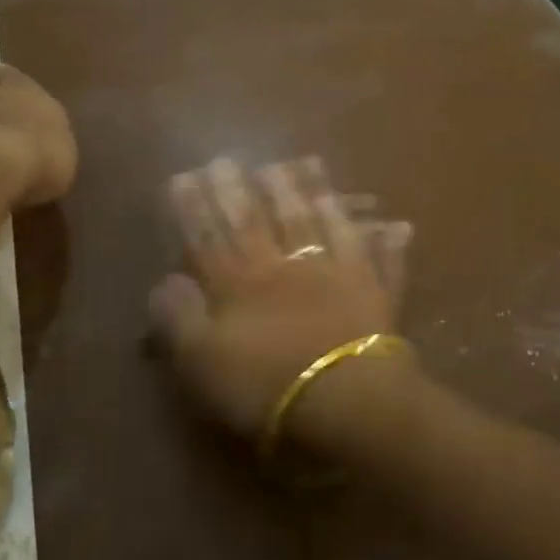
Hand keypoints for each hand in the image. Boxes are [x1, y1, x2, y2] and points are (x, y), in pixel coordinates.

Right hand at [149, 157, 411, 446]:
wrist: (343, 402)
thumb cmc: (265, 387)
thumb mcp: (202, 362)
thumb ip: (179, 318)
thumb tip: (163, 281)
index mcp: (240, 284)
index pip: (210, 236)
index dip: (194, 207)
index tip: (184, 174)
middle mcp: (287, 266)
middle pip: (261, 219)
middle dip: (243, 187)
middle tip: (232, 157)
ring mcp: (336, 273)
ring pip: (321, 223)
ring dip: (313, 191)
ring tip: (305, 161)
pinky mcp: (375, 293)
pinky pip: (383, 260)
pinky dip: (387, 241)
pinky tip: (396, 222)